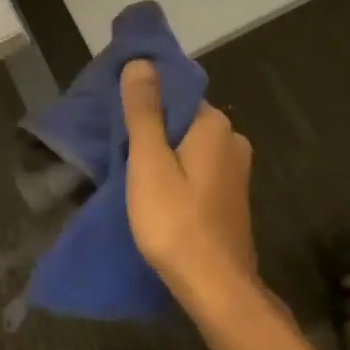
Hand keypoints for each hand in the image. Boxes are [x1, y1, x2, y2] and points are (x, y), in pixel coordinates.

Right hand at [121, 59, 256, 301]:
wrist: (216, 287)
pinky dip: (176, 172)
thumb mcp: (149, 162)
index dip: (143, 100)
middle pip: (182, 119)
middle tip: (115, 145)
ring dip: (162, 152)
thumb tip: (141, 62)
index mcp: (214, 125)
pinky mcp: (231, 196)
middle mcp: (232, 139)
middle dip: (151, 128)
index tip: (114, 115)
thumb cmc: (176, 222)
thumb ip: (144, 111)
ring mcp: (235, 170)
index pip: (175, 93)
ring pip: (188, 146)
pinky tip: (155, 191)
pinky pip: (197, 169)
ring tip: (128, 169)